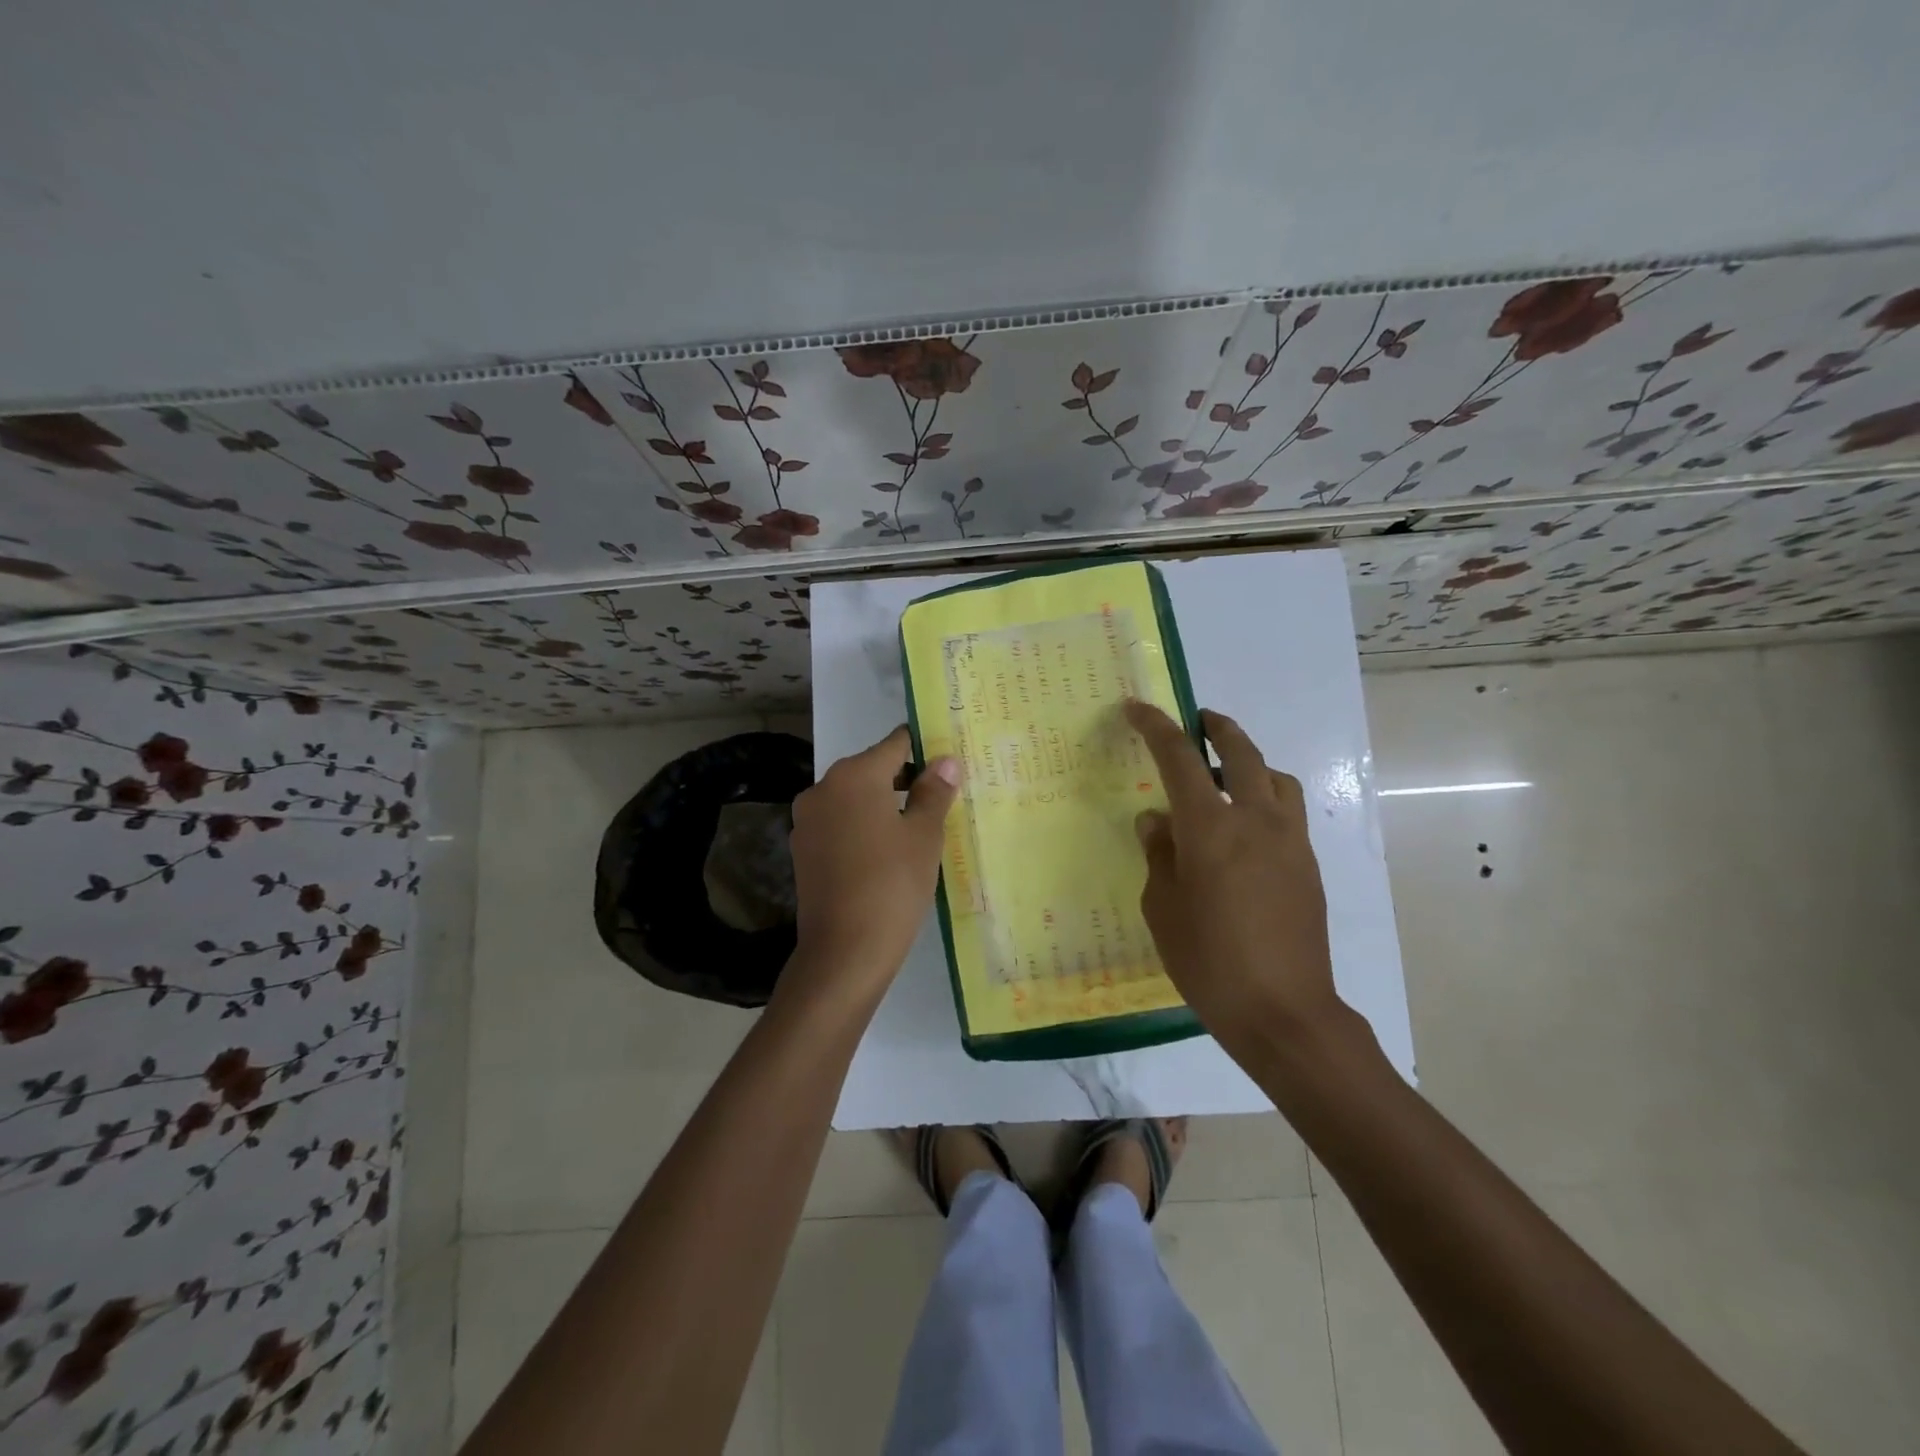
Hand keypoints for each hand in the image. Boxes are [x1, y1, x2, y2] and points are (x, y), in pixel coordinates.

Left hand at [784, 726, 959, 1004]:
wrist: (844, 952)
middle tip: (940, 798)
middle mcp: (824, 787)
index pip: (896, 743)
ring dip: (883, 804)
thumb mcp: (924, 836)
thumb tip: (945, 761)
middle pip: (872, 769)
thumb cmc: (893, 884)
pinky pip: (840, 824)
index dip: (925, 748)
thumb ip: (934, 792)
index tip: (948, 762)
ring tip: (918, 828)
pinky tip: (886, 853)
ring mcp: (807, 820)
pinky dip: (862, 827)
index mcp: (854, 775)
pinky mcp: (802, 849)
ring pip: (854, 798)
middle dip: (906, 779)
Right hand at [1125, 701, 1341, 1050]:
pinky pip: (1287, 811)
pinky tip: (1245, 830)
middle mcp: (1256, 820)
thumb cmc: (1209, 961)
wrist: (1283, 1011)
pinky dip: (1265, 797)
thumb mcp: (1163, 908)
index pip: (1180, 758)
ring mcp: (1289, 841)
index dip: (1156, 727)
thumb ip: (1159, 855)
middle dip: (1217, 728)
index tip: (1137, 708)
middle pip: (1241, 752)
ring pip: (1275, 778)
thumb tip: (1157, 821)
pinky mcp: (1308, 865)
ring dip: (1250, 762)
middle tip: (1198, 720)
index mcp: (1210, 827)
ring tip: (1226, 777)